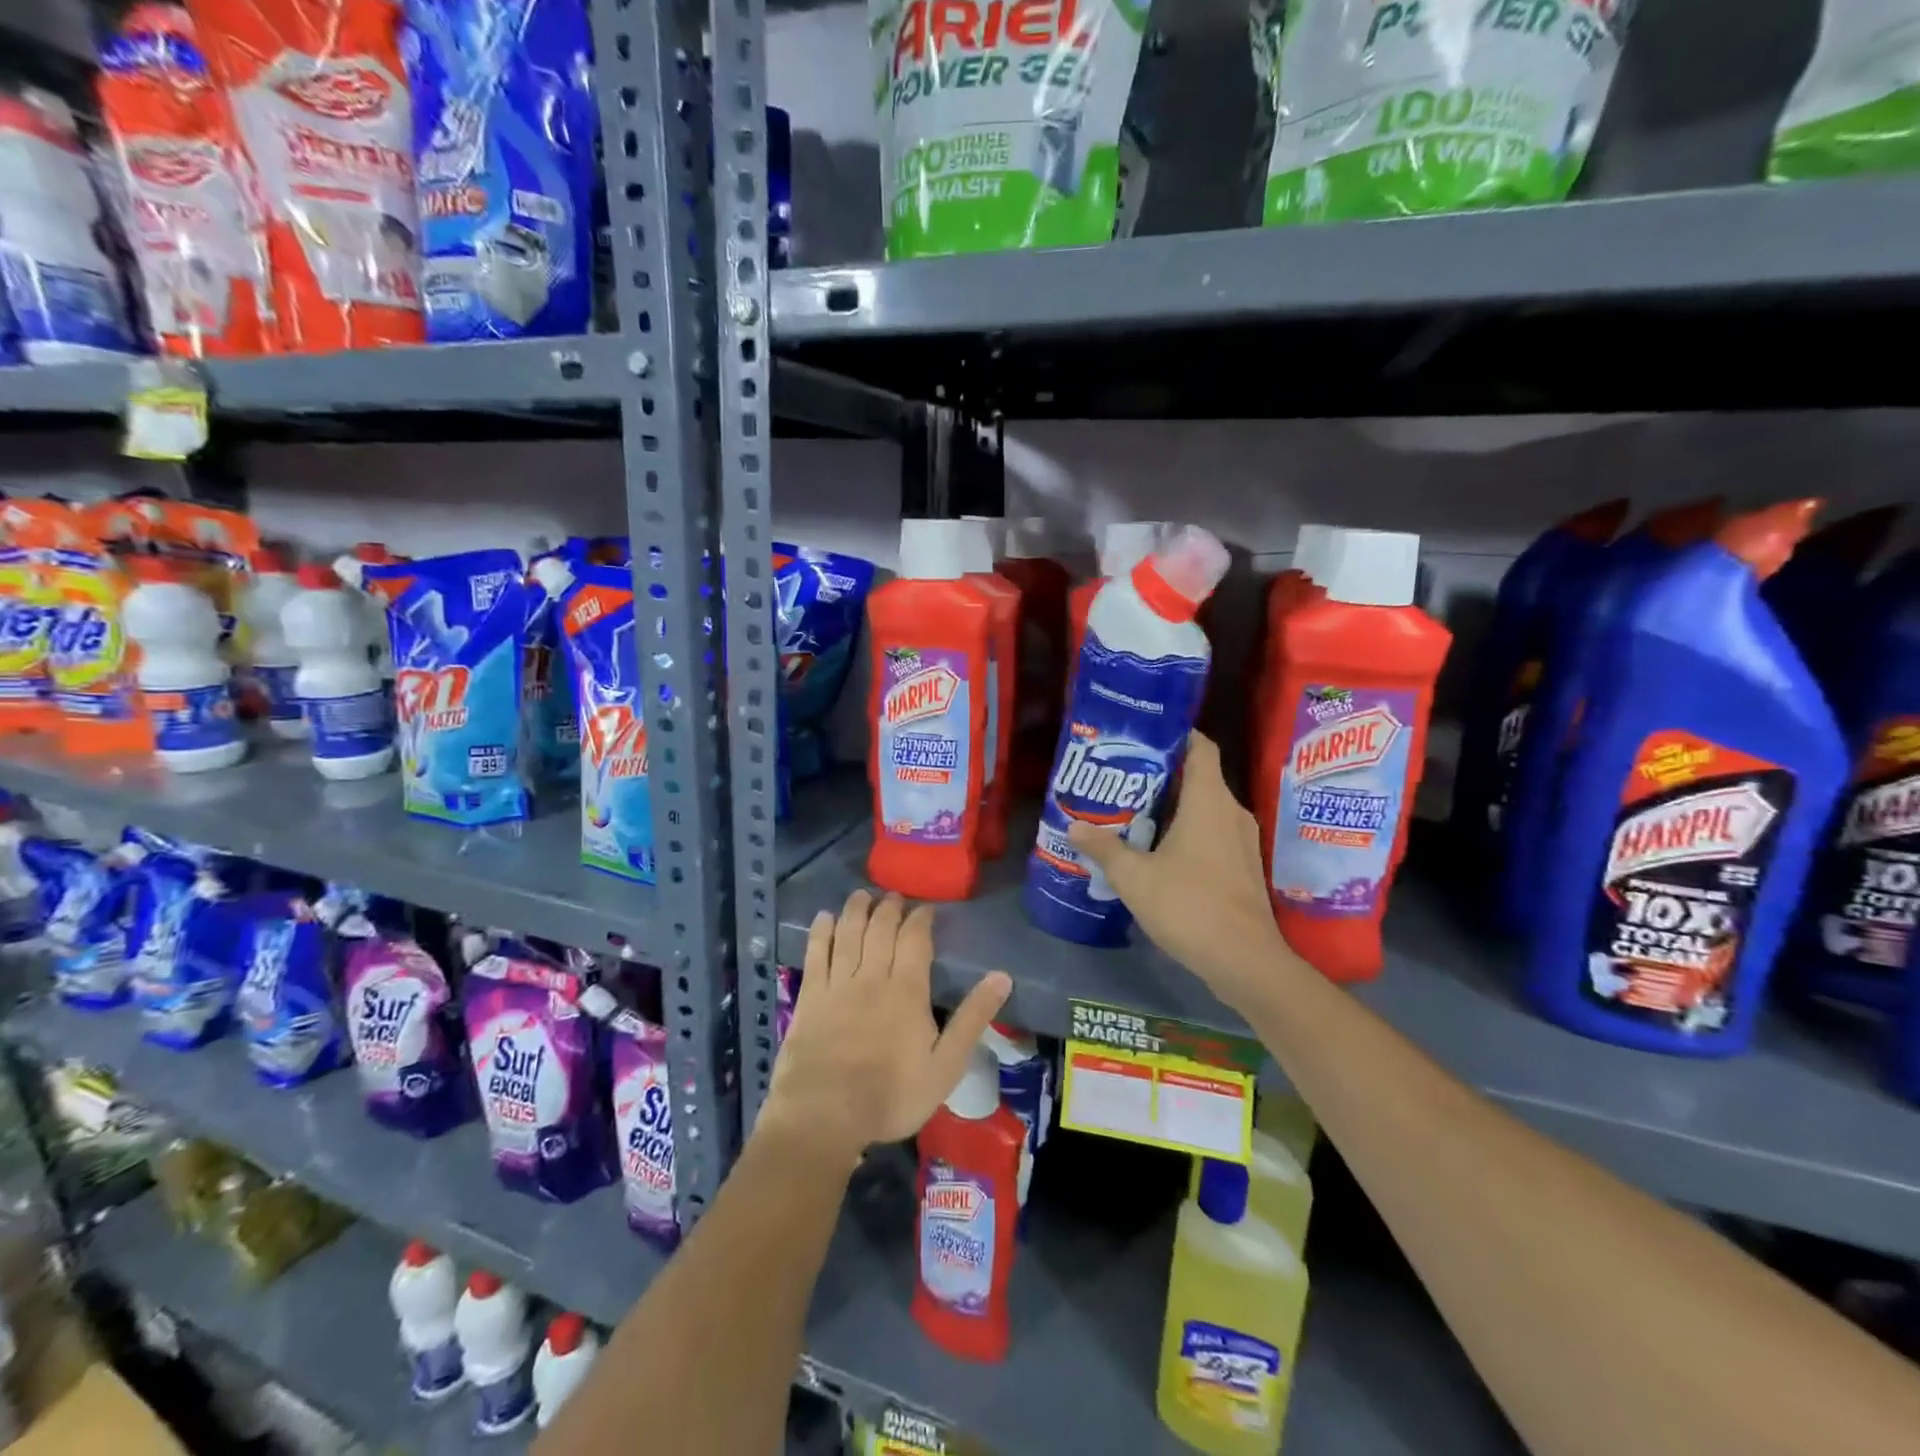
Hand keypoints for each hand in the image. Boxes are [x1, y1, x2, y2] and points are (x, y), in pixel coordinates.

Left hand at [757, 890, 1011, 1165]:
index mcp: (907, 990)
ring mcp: (837, 985)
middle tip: (893, 895)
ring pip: (848, 934)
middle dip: (889, 908)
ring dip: (856, 910)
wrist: (825, 1115)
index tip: (926, 907)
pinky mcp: (809, 998)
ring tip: (862, 895)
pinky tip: (823, 918)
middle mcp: (872, 976)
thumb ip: (973, 1019)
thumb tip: (1002, 977)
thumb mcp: (946, 1065)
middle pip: (880, 930)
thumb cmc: (891, 1095)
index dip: (921, 919)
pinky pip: (815, 954)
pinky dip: (820, 932)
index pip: (915, 940)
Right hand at [1067, 731, 1288, 1013]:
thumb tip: (1074, 826)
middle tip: (1123, 779)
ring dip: (1173, 807)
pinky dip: (1187, 832)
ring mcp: (1242, 841)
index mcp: (1209, 801)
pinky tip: (1158, 851)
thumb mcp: (1134, 877)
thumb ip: (1104, 848)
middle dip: (1162, 775)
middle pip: (1199, 777)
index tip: (1142, 737)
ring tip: (1133, 813)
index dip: (1175, 735)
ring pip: (1206, 808)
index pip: (1200, 747)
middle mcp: (1231, 812)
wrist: (1245, 961)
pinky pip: (1213, 834)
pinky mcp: (1243, 867)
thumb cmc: (1189, 905)